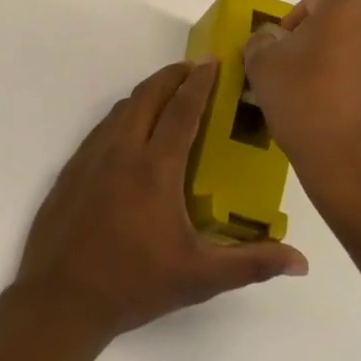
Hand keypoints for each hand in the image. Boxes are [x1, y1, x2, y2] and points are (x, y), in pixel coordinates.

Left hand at [14, 59, 307, 342]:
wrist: (60, 297)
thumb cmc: (134, 284)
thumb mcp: (199, 277)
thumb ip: (251, 263)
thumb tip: (300, 260)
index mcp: (155, 169)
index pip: (182, 111)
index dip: (200, 83)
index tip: (214, 62)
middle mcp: (121, 151)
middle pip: (148, 96)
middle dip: (172, 75)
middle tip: (194, 69)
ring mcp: (91, 157)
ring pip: (122, 108)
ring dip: (147, 92)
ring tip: (168, 94)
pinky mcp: (72, 169)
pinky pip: (102, 127)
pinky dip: (124, 114)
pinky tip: (131, 131)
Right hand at [241, 0, 360, 231]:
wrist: (355, 164)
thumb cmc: (305, 100)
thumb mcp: (262, 65)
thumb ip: (261, 41)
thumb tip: (271, 40)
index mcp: (349, 6)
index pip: (312, 2)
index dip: (288, 26)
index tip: (274, 55)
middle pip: (338, 25)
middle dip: (313, 44)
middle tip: (288, 73)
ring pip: (355, 52)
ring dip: (333, 66)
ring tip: (307, 98)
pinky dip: (350, 88)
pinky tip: (329, 114)